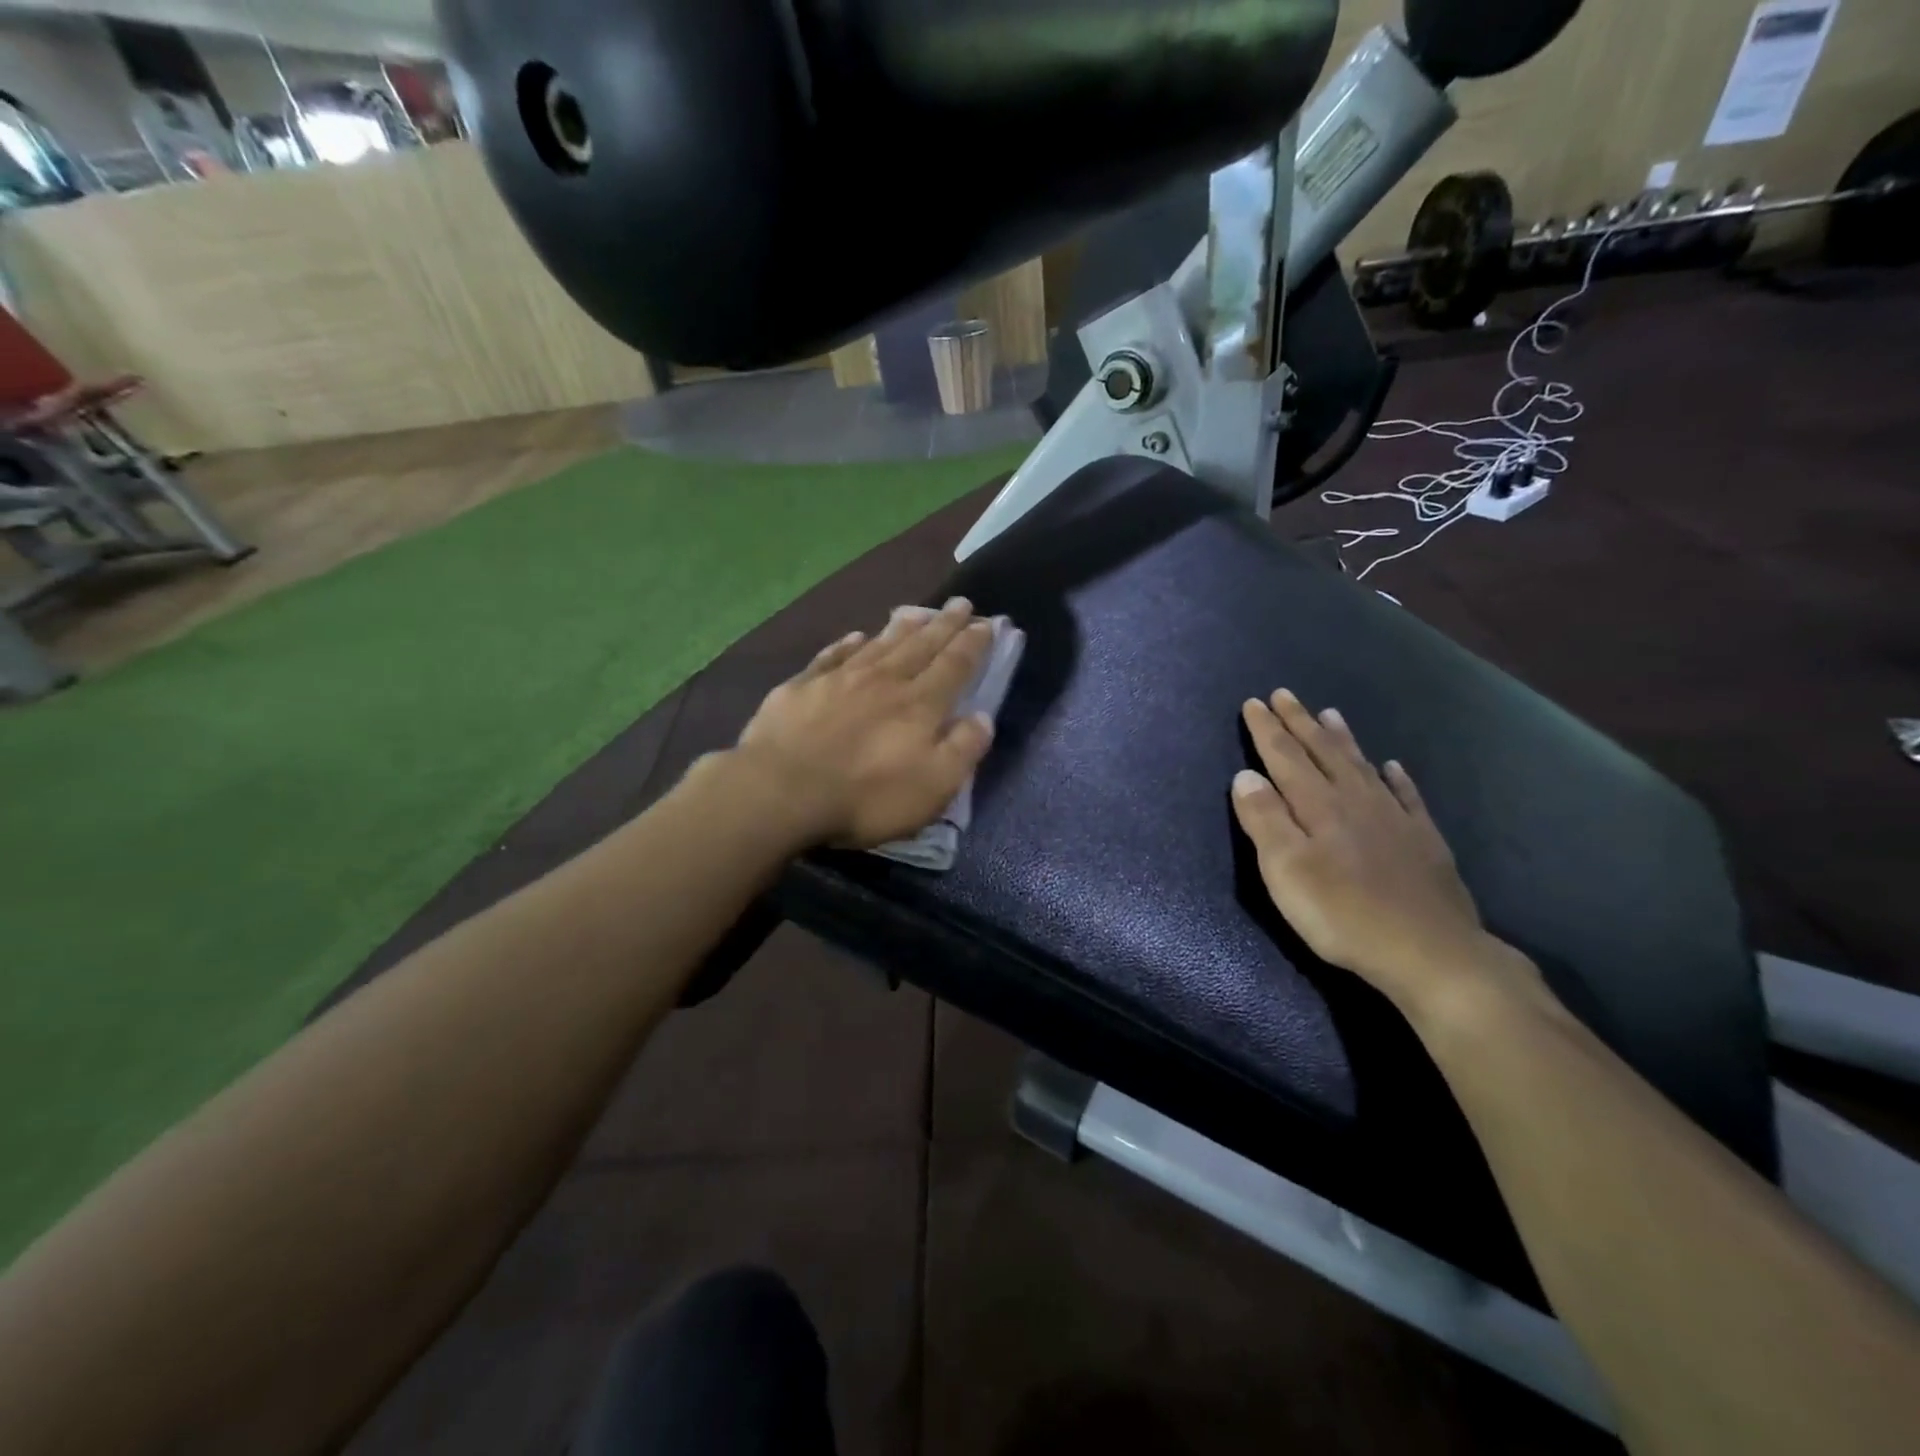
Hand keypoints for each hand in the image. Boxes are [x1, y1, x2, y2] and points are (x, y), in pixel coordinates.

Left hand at [731, 598, 997, 848]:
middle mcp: (885, 681)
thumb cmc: (866, 796)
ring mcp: (840, 679)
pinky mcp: (802, 686)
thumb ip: (963, 750)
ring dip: (903, 626)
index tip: (988, 623)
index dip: (973, 644)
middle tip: (961, 602)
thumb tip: (983, 717)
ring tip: (918, 611)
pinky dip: (849, 643)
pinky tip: (856, 635)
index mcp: (920, 705)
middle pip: (921, 645)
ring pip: (880, 643)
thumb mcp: (933, 786)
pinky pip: (833, 655)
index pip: (955, 666)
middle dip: (944, 624)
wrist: (781, 791)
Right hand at [1231, 688, 1501, 1012]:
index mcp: (1318, 807)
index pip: (1285, 758)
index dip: (1267, 730)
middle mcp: (1355, 801)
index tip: (1254, 702)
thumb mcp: (1286, 871)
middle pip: (1322, 753)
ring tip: (1330, 714)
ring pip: (1361, 766)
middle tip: (1284, 695)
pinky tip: (1392, 767)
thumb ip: (1265, 821)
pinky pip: (1407, 796)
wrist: (1430, 953)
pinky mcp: (1423, 841)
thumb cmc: (1342, 914)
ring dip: (1342, 739)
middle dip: (1299, 723)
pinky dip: (1396, 778)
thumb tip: (1245, 775)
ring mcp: (1394, 818)